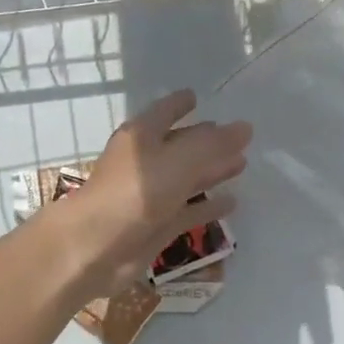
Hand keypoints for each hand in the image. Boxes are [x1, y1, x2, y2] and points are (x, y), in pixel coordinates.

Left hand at [64, 89, 251, 296]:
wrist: (97, 247)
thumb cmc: (135, 192)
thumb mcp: (178, 160)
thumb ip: (213, 144)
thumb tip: (246, 126)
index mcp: (141, 136)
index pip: (164, 111)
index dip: (180, 103)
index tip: (197, 97)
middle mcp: (144, 162)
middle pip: (179, 145)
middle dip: (206, 140)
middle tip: (237, 138)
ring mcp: (150, 196)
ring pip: (186, 178)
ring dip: (212, 171)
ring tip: (242, 164)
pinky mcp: (157, 226)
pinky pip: (188, 211)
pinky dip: (208, 206)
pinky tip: (232, 203)